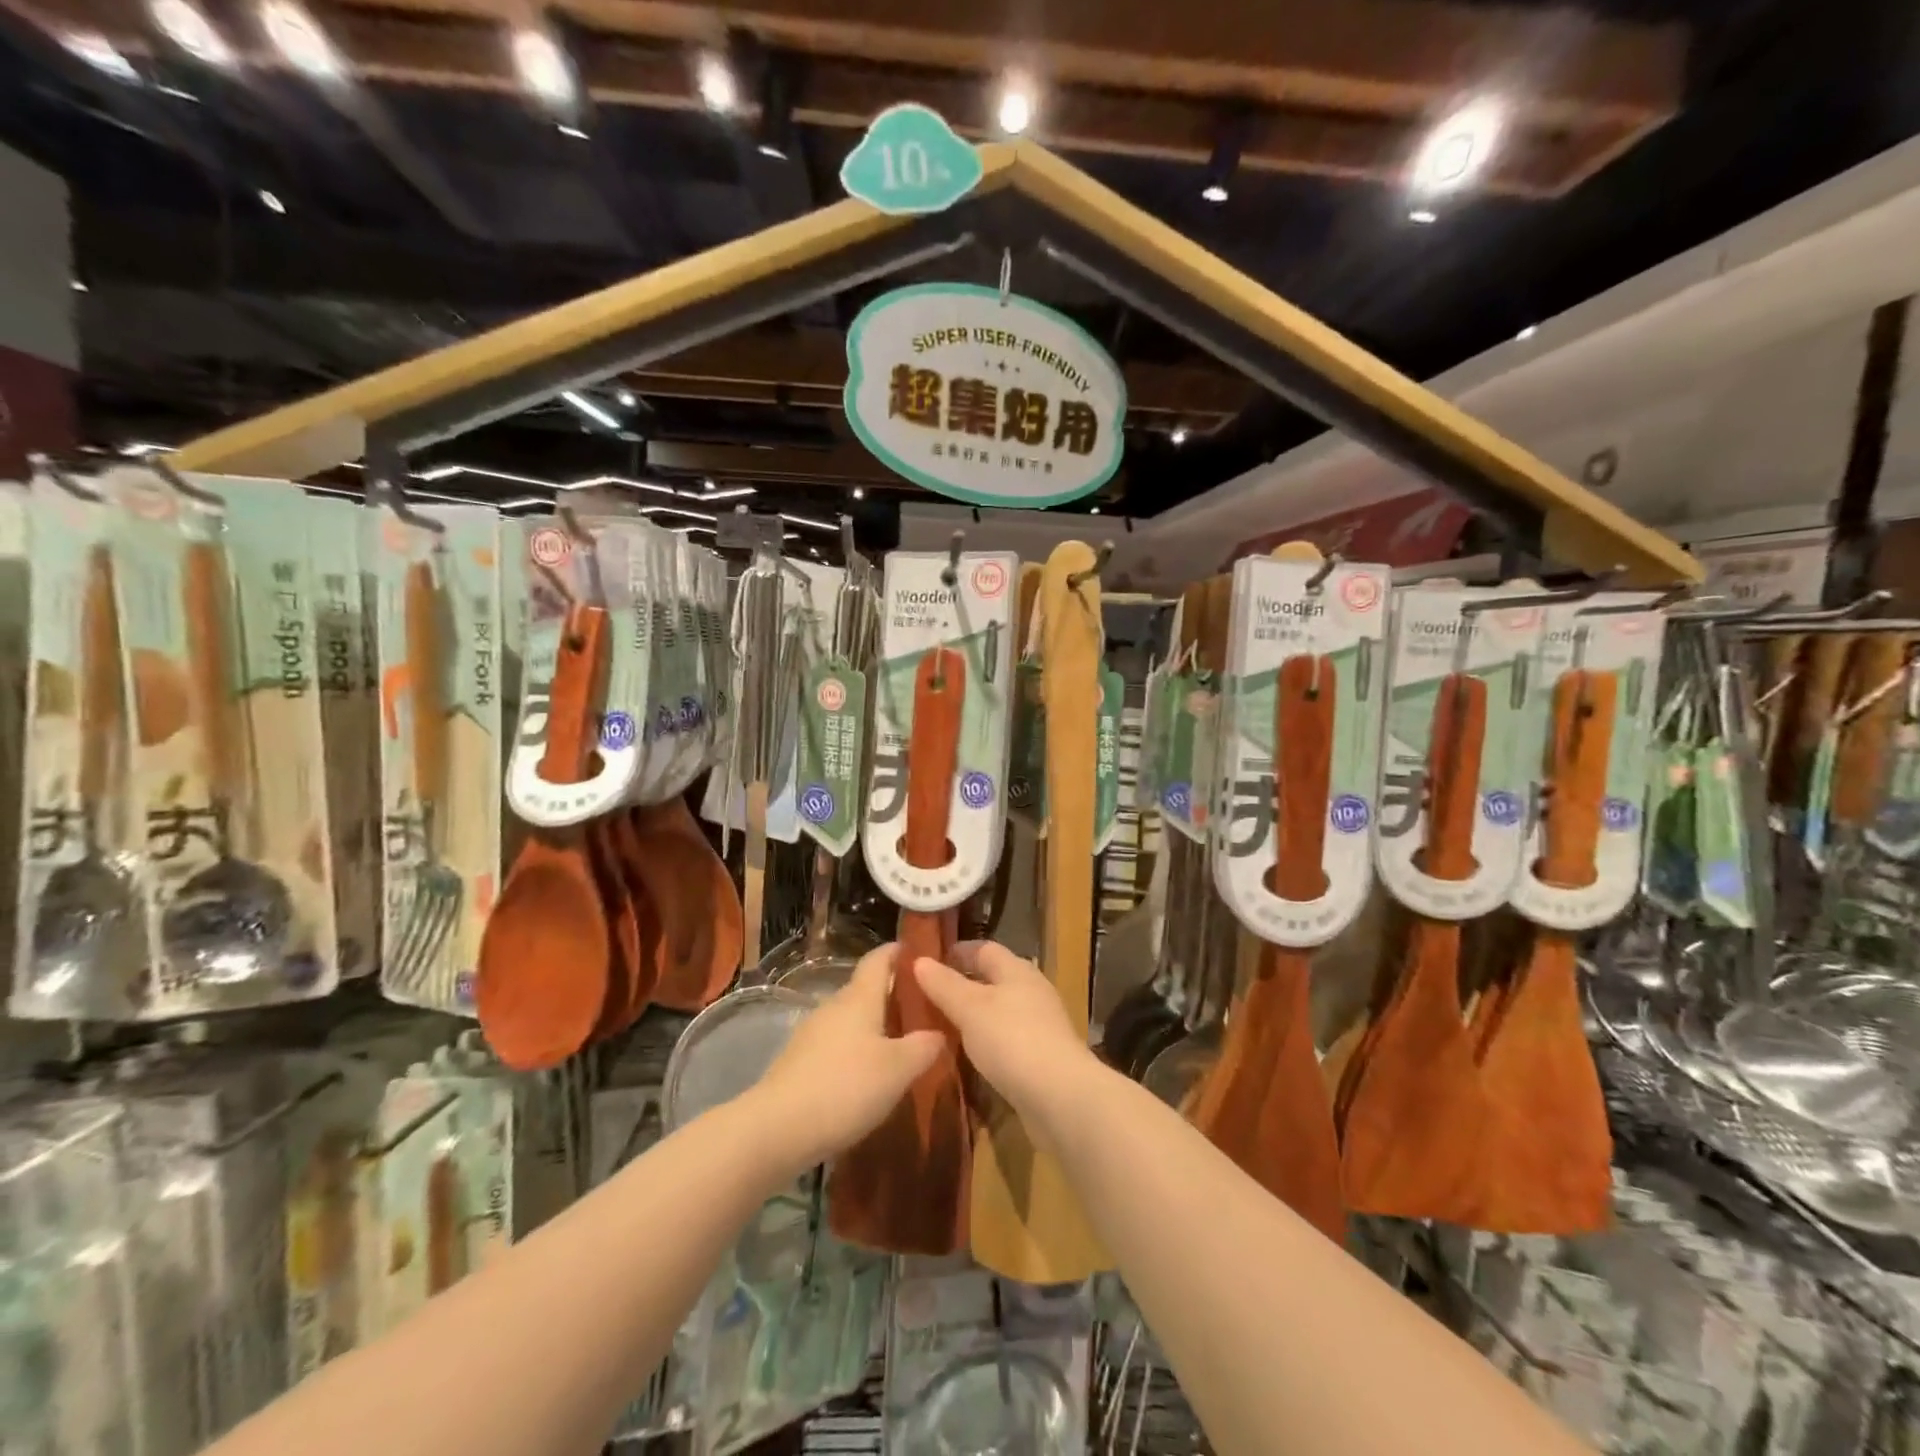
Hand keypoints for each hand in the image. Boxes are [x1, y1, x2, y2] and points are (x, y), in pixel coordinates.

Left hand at [748, 945, 942, 1172]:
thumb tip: (938, 1032)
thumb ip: (923, 1047)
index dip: (897, 952)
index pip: (878, 959)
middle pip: (864, 989)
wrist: (777, 1128)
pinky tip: (867, 1075)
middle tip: (921, 1009)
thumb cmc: (845, 1087)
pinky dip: (854, 1050)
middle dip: (891, 994)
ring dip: (873, 1025)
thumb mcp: (898, 1069)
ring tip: (899, 1044)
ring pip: (849, 1019)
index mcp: (859, 998)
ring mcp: (811, 1033)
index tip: (920, 953)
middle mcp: (834, 1006)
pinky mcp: (798, 1061)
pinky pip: (835, 1044)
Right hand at [912, 941, 1100, 1141]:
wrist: (1061, 1097)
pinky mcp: (1041, 1057)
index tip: (927, 962)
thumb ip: (944, 985)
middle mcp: (1031, 990)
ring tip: (940, 1026)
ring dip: (973, 1015)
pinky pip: (1006, 1039)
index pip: (983, 949)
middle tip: (926, 996)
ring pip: (999, 1010)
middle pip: (993, 979)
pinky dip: (985, 1041)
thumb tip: (919, 960)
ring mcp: (1039, 1025)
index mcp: (1016, 970)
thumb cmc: (1012, 1040)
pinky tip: (967, 1056)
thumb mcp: (970, 1009)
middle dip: (962, 984)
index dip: (956, 952)